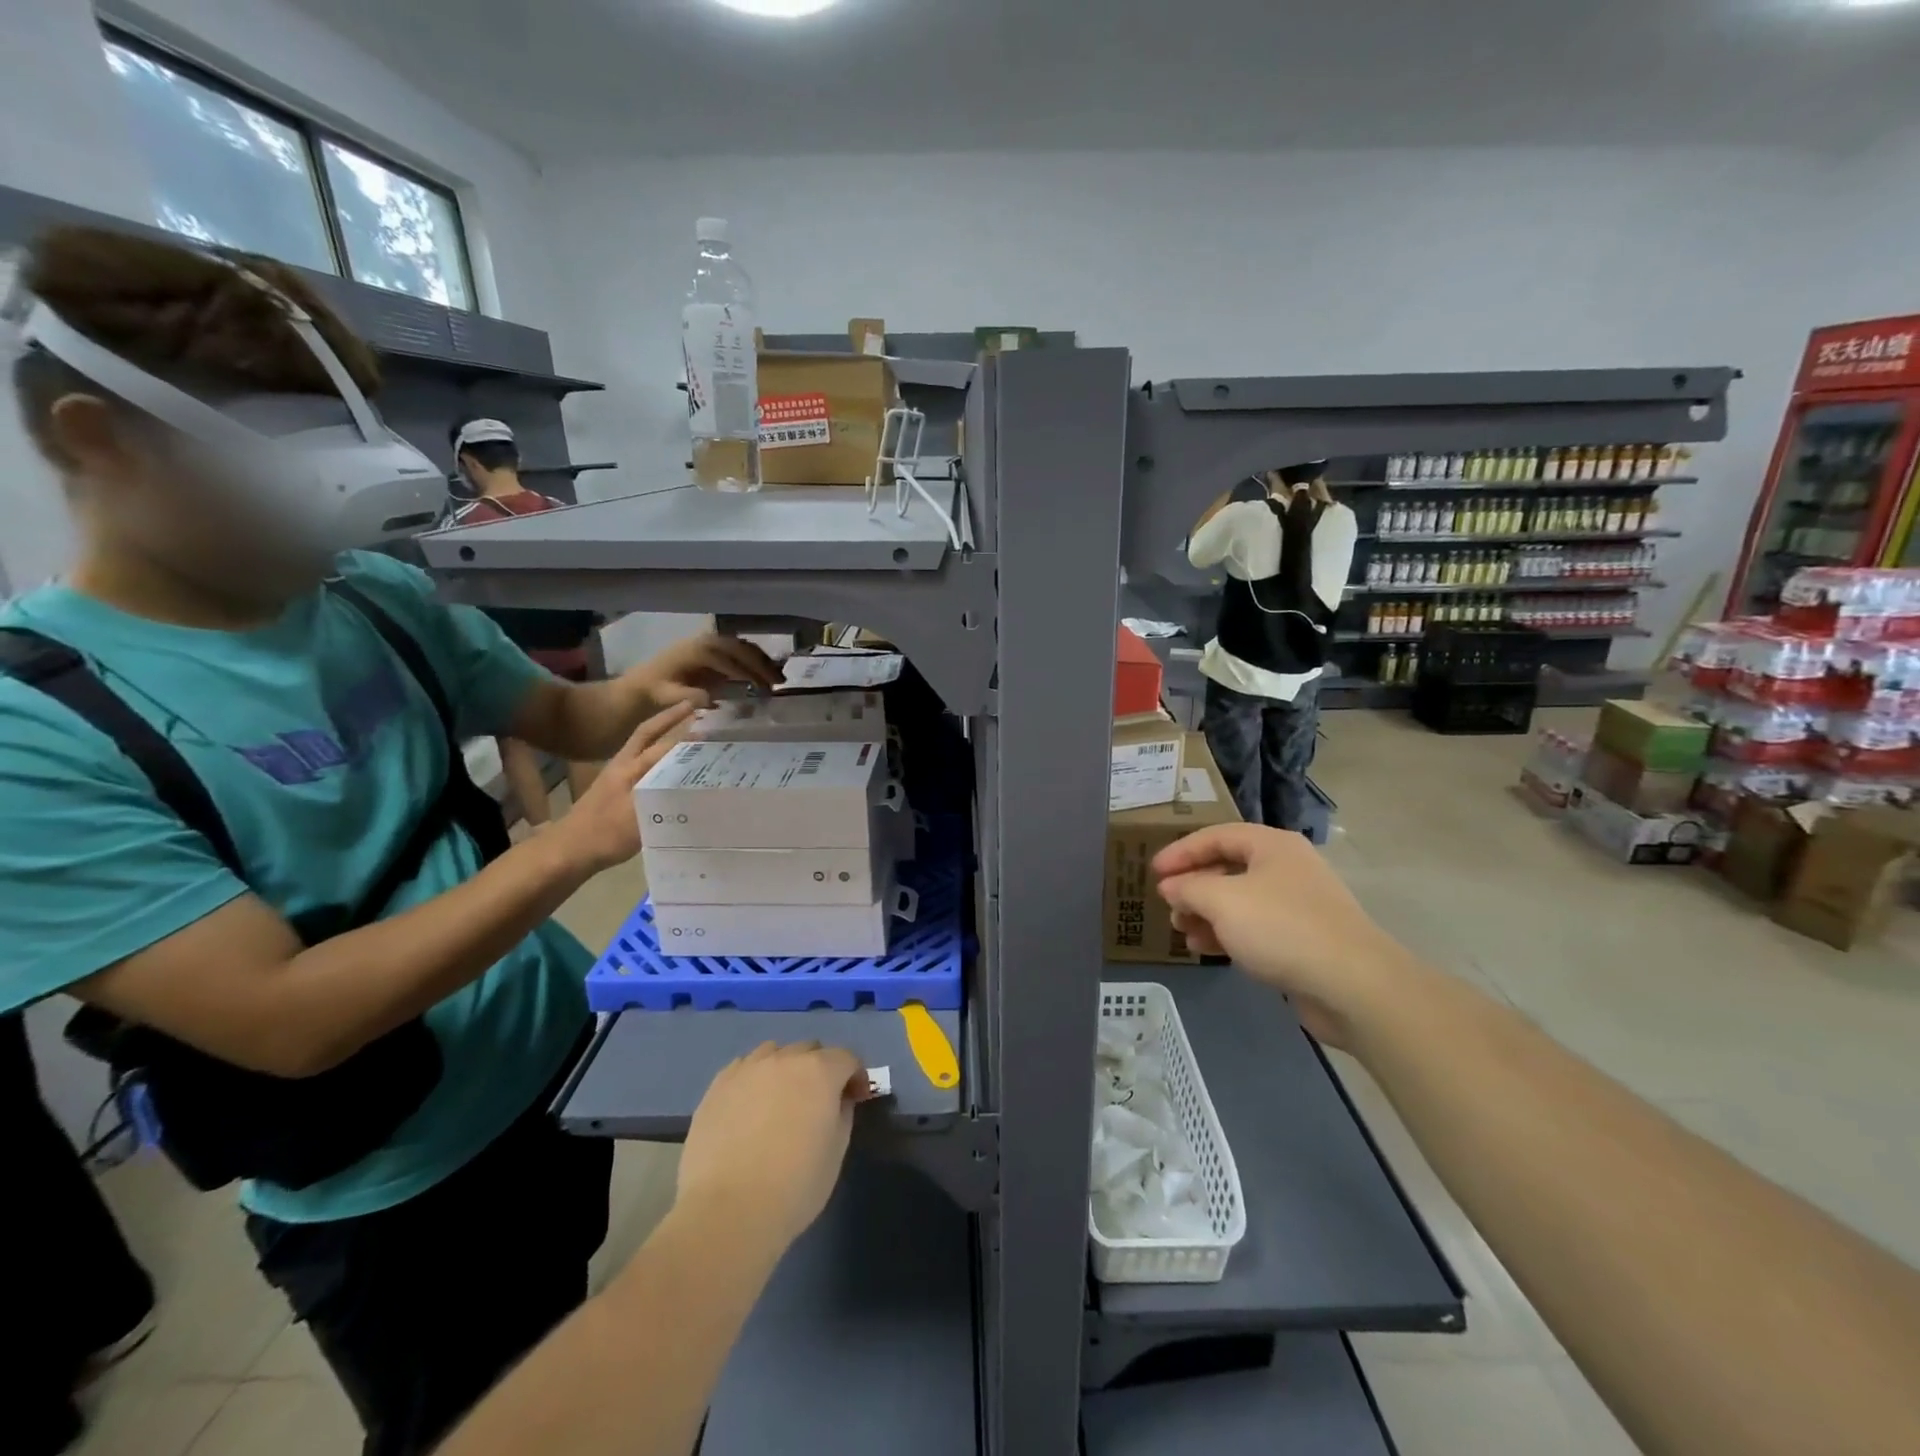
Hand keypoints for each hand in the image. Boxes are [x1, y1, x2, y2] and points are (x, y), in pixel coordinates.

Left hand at [552, 701, 695, 871]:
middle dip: (670, 719)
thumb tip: (698, 782)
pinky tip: (667, 762)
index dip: (686, 730)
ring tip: (685, 728)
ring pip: (643, 746)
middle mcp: (623, 765)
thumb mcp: (640, 815)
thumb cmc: (606, 833)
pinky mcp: (614, 789)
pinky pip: (641, 762)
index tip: (708, 717)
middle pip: (648, 733)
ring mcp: (616, 776)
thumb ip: (666, 795)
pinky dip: (655, 754)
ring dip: (662, 733)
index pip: (664, 742)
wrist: (569, 850)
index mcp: (631, 768)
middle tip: (693, 707)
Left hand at [635, 633, 779, 709]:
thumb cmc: (657, 691)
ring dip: (763, 661)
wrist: (645, 682)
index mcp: (697, 651)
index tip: (764, 688)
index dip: (748, 673)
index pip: (728, 660)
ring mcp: (712, 642)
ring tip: (779, 679)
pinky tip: (767, 673)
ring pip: (744, 647)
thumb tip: (713, 700)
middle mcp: (707, 641)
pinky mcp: (716, 648)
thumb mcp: (670, 696)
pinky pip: (741, 649)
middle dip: (762, 665)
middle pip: (741, 649)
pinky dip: (756, 659)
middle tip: (780, 682)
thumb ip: (691, 697)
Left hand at [676, 1042, 871, 1252]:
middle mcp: (784, 1059)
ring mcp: (747, 1069)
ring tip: (779, 1101)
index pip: (846, 1058)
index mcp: (819, 1071)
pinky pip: (744, 1068)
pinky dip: (754, 1079)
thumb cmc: (794, 1186)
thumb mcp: (836, 1152)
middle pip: (810, 1050)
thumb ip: (843, 1113)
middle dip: (821, 1069)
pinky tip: (749, 1108)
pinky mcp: (717, 1086)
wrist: (727, 1212)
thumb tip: (839, 1098)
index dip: (855, 1077)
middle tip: (817, 1103)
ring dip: (785, 1069)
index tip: (855, 1100)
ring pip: (775, 1053)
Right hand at [1153, 823, 1420, 1047]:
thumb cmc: (1282, 928)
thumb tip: (1170, 887)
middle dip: (1193, 887)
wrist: (1353, 985)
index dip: (1181, 851)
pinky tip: (1206, 949)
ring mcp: (1297, 905)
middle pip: (1227, 868)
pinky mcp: (1302, 940)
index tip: (1152, 872)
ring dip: (1206, 914)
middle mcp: (1286, 868)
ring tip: (1182, 931)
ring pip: (1239, 901)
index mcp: (1271, 846)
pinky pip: (1254, 928)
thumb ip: (1188, 888)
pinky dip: (1227, 934)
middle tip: (1168, 905)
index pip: (1216, 836)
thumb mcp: (1222, 901)